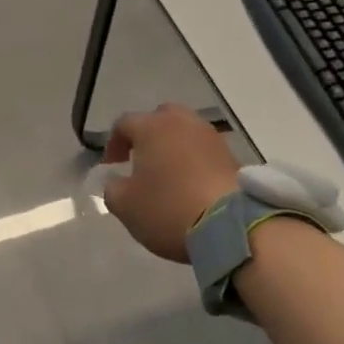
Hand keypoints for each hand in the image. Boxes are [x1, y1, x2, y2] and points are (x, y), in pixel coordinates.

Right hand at [102, 104, 239, 262]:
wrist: (230, 225)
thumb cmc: (168, 209)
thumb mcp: (126, 206)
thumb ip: (112, 188)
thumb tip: (114, 180)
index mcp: (151, 127)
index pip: (124, 124)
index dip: (113, 144)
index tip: (111, 166)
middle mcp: (182, 122)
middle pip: (159, 118)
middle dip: (147, 136)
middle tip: (140, 161)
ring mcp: (210, 136)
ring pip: (185, 132)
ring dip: (173, 146)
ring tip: (168, 173)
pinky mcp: (231, 155)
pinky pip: (204, 150)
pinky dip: (194, 160)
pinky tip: (191, 183)